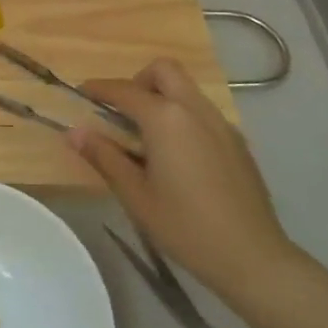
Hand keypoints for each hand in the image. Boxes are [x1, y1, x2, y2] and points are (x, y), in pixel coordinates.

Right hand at [70, 59, 301, 307]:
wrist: (253, 257)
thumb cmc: (185, 226)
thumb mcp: (135, 195)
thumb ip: (104, 157)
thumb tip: (74, 132)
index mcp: (166, 119)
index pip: (124, 90)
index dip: (98, 89)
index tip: (80, 94)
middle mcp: (195, 110)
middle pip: (163, 71)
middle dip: (138, 81)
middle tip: (122, 113)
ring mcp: (221, 124)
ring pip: (186, 89)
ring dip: (161, 97)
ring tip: (146, 137)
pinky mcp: (237, 141)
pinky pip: (202, 111)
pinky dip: (182, 116)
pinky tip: (176, 156)